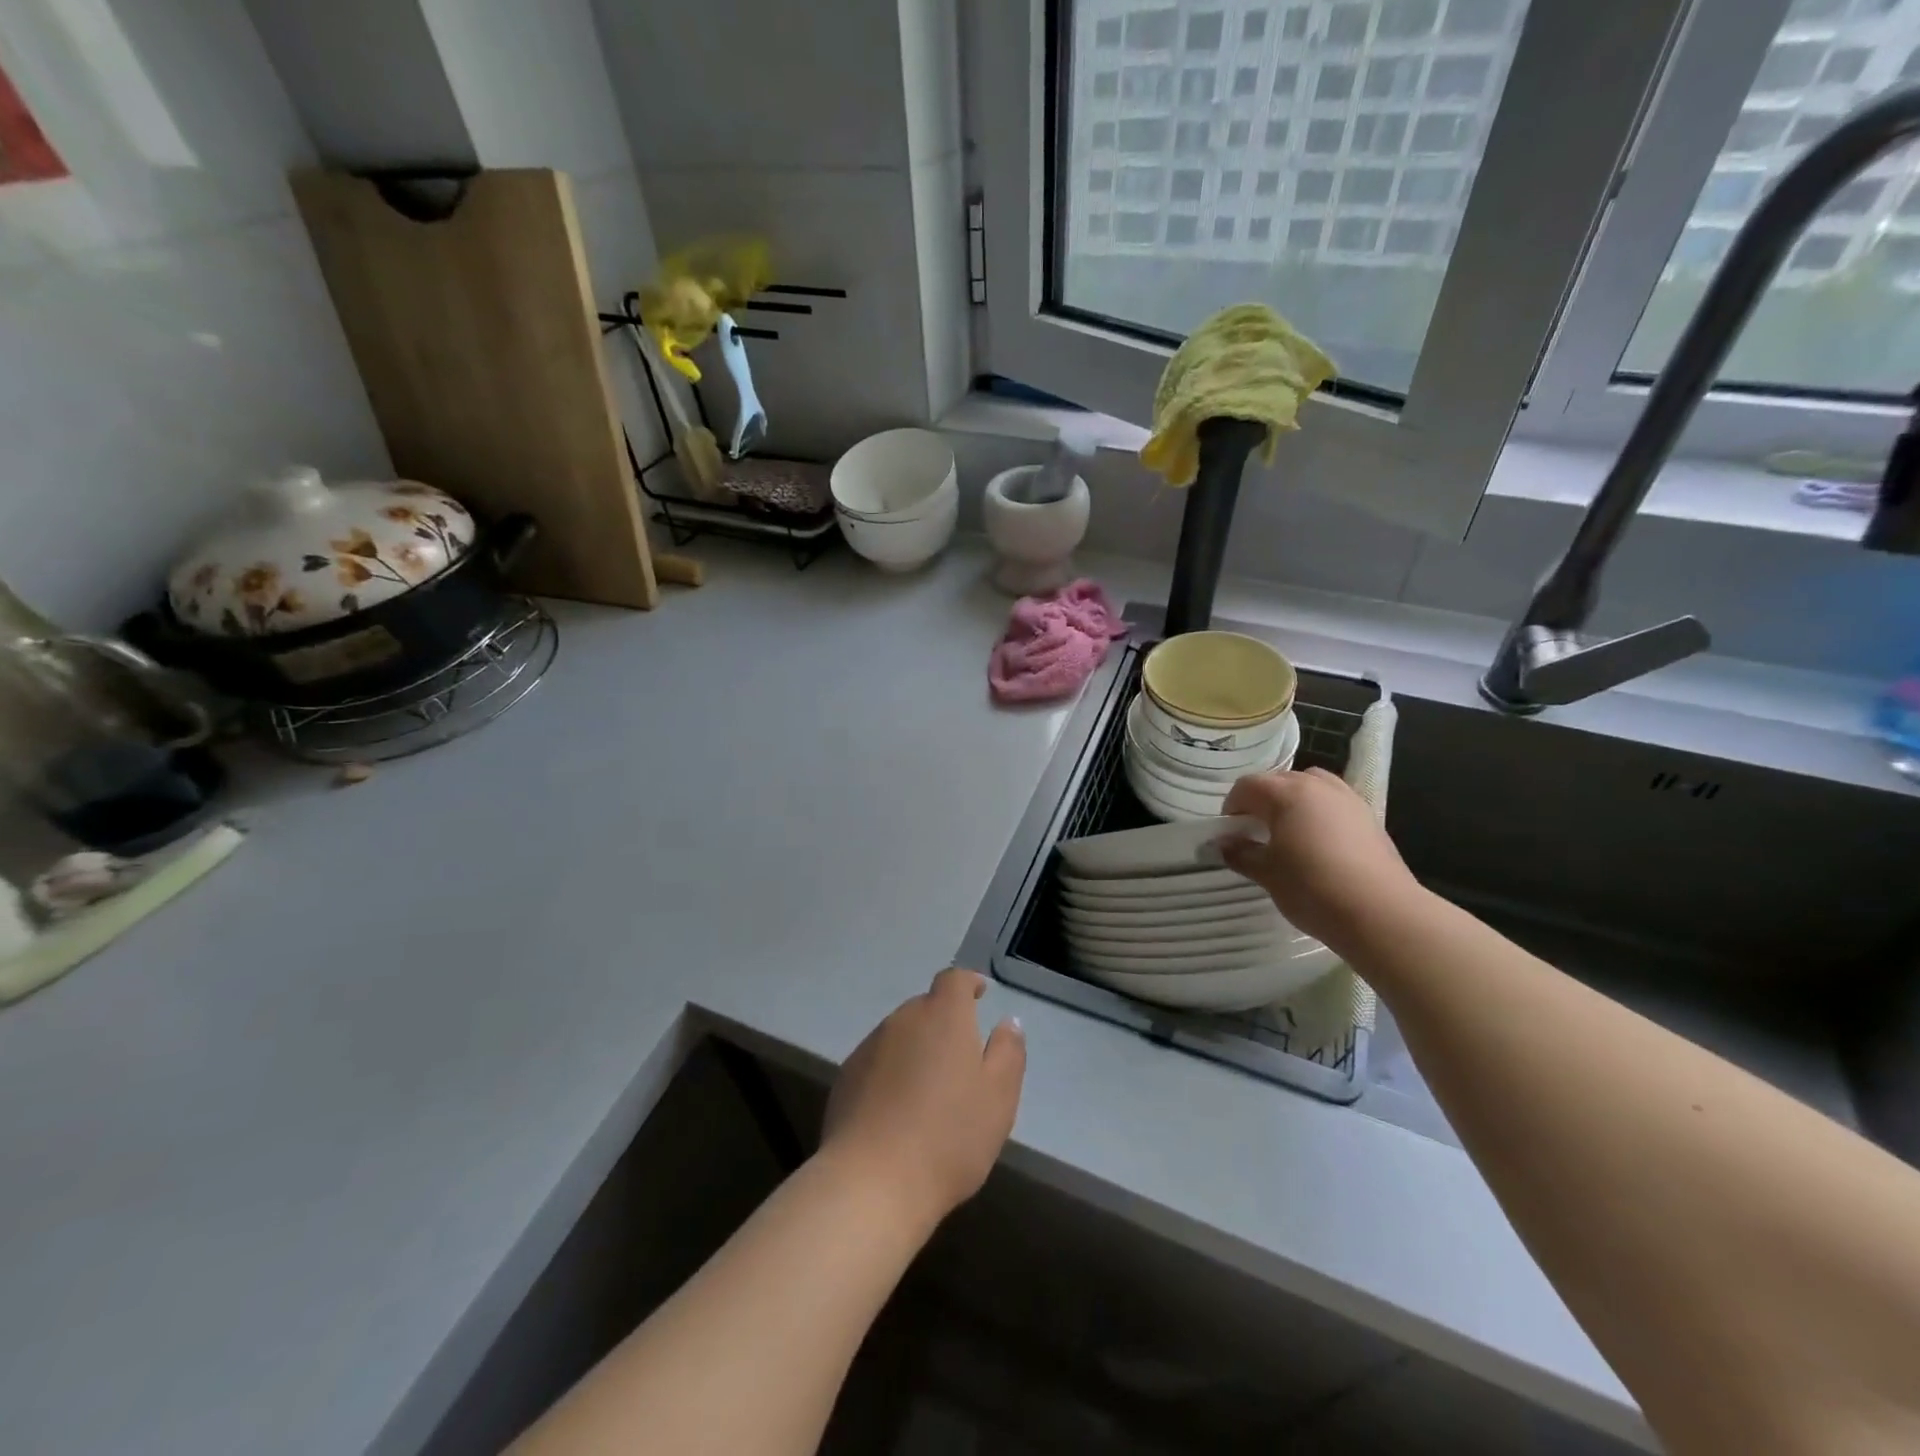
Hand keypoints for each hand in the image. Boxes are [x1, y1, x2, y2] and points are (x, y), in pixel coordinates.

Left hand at [820, 968, 1025, 1232]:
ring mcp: (869, 1047)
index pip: (953, 980)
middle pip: (926, 1007)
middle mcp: (902, 1020)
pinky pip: (877, 1063)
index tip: (979, 994)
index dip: (967, 983)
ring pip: (900, 1036)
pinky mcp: (845, 1078)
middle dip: (944, 1023)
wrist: (872, 1182)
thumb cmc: (949, 1136)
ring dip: (916, 1049)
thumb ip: (1008, 1053)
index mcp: (943, 1016)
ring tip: (930, 1090)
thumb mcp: (998, 1097)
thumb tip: (1009, 1022)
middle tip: (961, 1058)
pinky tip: (897, 1112)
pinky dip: (891, 1074)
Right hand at [1220, 768, 1422, 946]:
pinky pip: (1334, 802)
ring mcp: (1348, 799)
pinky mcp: (1369, 817)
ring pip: (1311, 786)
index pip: (1247, 786)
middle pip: (1280, 780)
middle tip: (1255, 832)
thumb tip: (1223, 845)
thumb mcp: (1267, 873)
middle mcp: (1317, 786)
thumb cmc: (1313, 888)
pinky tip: (1319, 844)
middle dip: (1262, 801)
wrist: (1381, 913)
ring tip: (1288, 832)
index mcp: (1286, 794)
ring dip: (1293, 801)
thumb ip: (1240, 854)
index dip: (1232, 806)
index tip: (1230, 833)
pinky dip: (1319, 812)